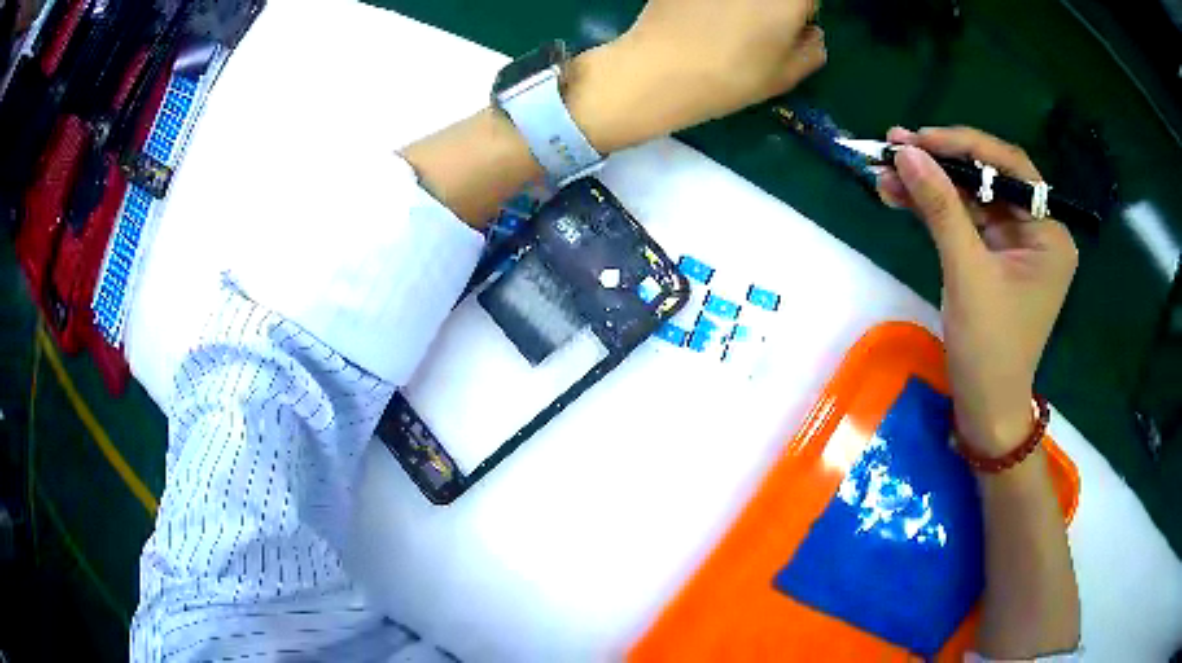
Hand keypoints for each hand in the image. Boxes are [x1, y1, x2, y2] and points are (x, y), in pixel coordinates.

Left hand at [566, 0, 826, 152]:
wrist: (659, 69)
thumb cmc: (732, 76)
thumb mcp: (786, 75)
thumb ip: (812, 48)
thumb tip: (810, 32)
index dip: (802, 10)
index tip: (792, 25)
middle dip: (774, 5)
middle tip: (759, 25)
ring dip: (742, 4)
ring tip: (726, 23)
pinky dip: (712, 3)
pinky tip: (701, 15)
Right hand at [877, 127, 1077, 455]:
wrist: (984, 409)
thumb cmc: (990, 349)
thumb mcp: (967, 274)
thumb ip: (941, 208)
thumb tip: (906, 152)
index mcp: (1050, 234)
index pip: (1010, 168)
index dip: (965, 147)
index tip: (919, 138)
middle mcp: (1037, 231)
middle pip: (987, 179)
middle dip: (940, 165)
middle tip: (894, 148)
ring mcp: (1014, 245)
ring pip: (971, 198)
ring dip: (930, 186)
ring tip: (885, 173)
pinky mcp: (994, 258)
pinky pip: (964, 221)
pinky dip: (933, 210)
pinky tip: (901, 198)